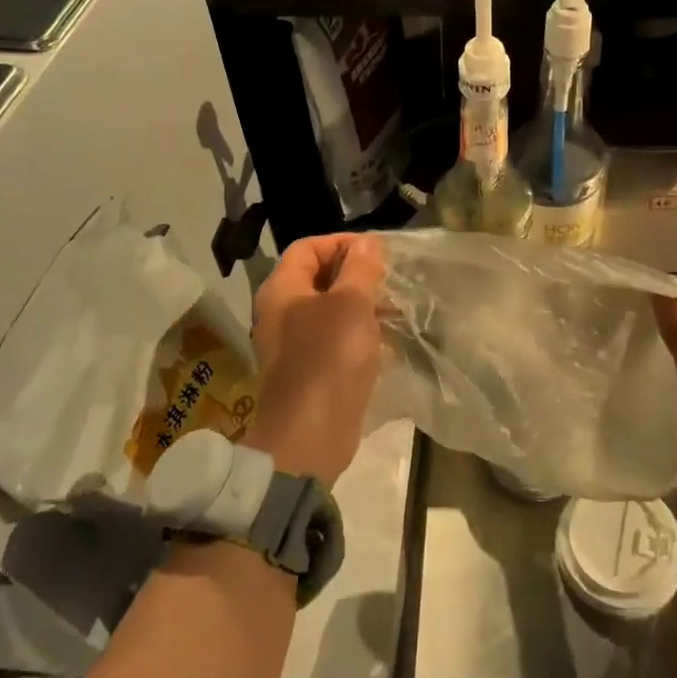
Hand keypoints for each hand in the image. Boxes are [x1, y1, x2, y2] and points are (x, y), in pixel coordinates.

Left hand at [246, 233, 385, 485]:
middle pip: (318, 277)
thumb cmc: (329, 359)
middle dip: (356, 274)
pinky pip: (333, 339)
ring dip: (361, 305)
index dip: (341, 243)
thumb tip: (366, 242)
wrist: (310, 435)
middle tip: (390, 280)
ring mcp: (294, 343)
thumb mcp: (351, 305)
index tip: (377, 252)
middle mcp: (281, 312)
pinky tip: (386, 341)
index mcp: (282, 289)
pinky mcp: (309, 369)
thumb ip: (360, 268)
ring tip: (395, 310)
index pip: (308, 247)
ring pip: (329, 309)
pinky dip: (357, 333)